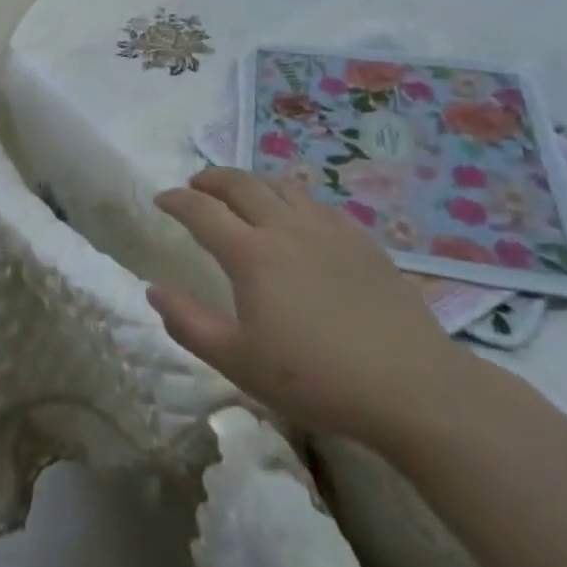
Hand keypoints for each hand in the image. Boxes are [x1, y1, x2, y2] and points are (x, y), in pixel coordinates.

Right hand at [150, 168, 470, 448]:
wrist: (413, 388)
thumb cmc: (315, 378)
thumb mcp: (237, 361)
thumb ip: (188, 323)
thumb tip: (154, 290)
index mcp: (251, 254)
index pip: (202, 211)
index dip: (177, 200)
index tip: (162, 200)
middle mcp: (286, 229)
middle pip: (241, 184)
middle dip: (212, 179)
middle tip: (196, 185)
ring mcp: (329, 231)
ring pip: (282, 187)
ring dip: (252, 183)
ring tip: (242, 194)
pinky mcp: (363, 243)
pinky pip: (317, 204)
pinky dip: (292, 199)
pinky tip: (296, 217)